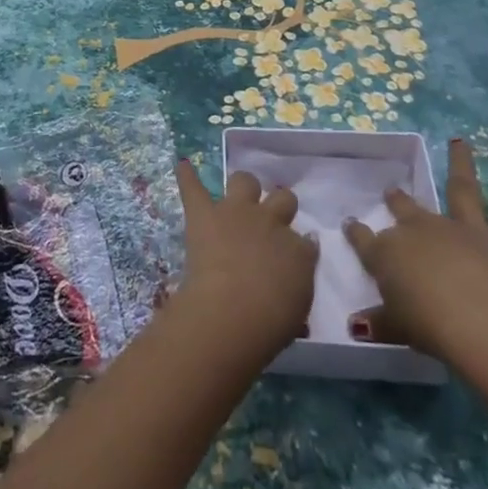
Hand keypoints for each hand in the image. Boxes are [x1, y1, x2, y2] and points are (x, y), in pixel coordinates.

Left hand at [173, 159, 316, 358]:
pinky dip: (187, 177)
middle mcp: (270, 221)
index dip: (298, 246)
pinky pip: (193, 186)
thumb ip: (298, 283)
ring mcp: (236, 211)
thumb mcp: (298, 311)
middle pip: (283, 199)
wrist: (233, 310)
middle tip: (269, 223)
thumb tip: (296, 269)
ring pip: (245, 181)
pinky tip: (183, 166)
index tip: (292, 256)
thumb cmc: (270, 322)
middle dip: (279, 206)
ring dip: (244, 188)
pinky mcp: (204, 213)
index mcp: (298, 250)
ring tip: (238, 198)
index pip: (305, 240)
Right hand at [343, 138, 487, 365]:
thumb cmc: (428, 327)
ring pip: (461, 190)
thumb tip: (357, 325)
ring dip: (460, 164)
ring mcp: (462, 229)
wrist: (477, 321)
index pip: (366, 240)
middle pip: (406, 210)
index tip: (349, 224)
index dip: (356, 233)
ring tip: (460, 142)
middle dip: (397, 200)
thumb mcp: (396, 328)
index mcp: (389, 254)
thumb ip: (379, 322)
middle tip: (392, 191)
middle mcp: (422, 231)